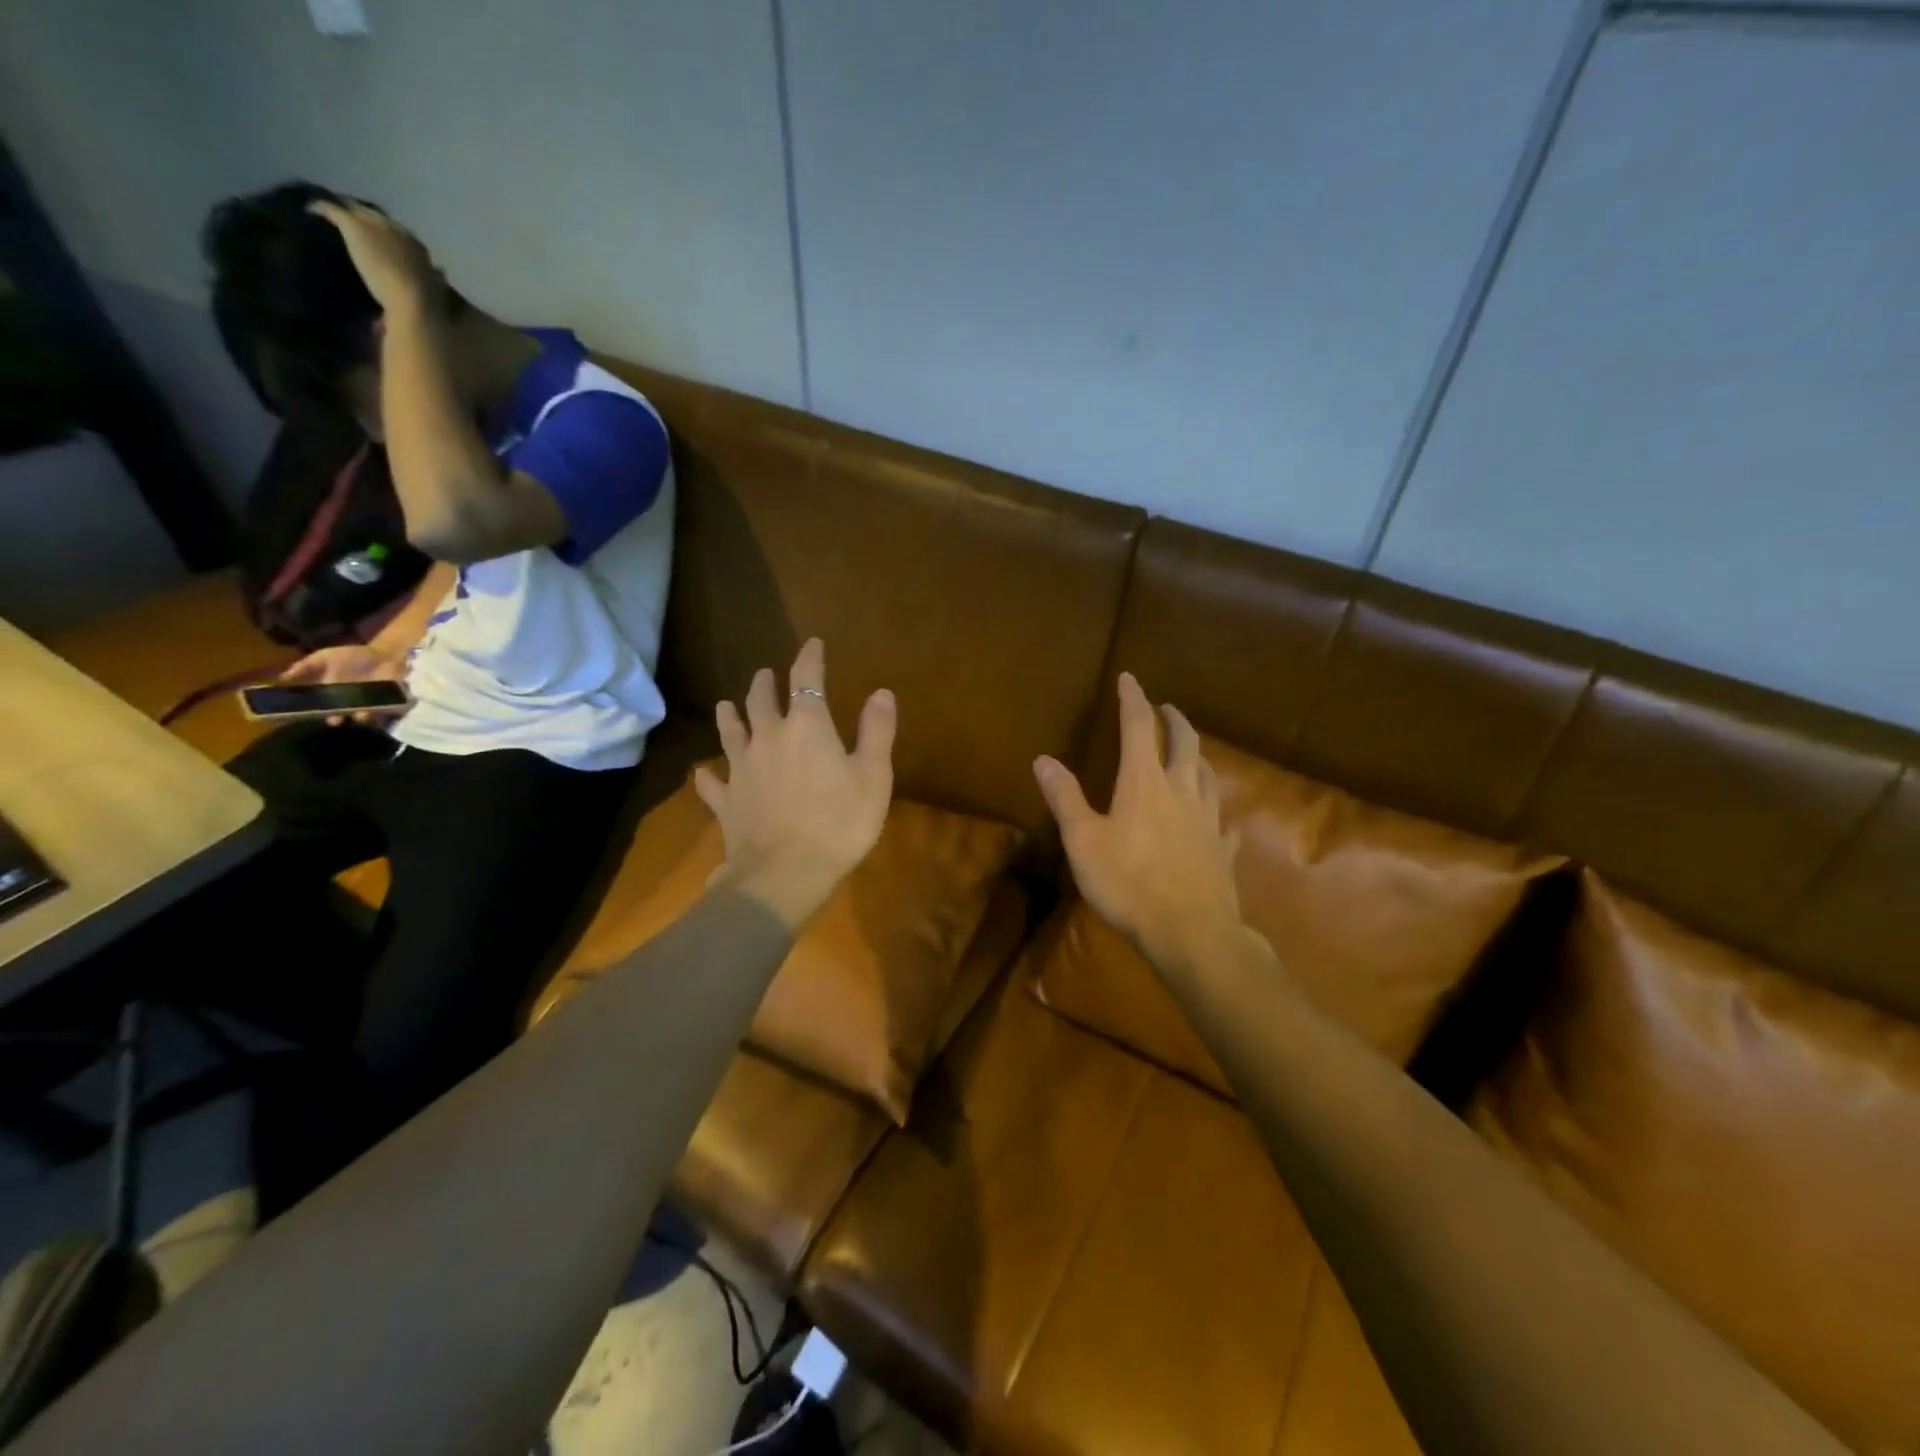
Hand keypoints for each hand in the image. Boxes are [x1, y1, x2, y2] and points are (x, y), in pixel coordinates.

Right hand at [279, 644, 407, 725]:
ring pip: (364, 717)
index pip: (320, 708)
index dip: (315, 712)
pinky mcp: (390, 704)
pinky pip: (386, 713)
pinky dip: (383, 712)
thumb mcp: (326, 657)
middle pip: (342, 716)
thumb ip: (306, 666)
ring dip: (362, 717)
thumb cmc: (354, 656)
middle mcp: (350, 703)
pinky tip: (380, 709)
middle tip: (337, 718)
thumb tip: (281, 677)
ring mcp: (370, 704)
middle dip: (338, 718)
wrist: (386, 654)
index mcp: (332, 694)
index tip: (309, 714)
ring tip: (362, 714)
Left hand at [308, 199, 444, 318]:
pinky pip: (331, 208)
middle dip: (362, 220)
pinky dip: (320, 209)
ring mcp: (374, 225)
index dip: (385, 236)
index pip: (397, 233)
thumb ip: (434, 279)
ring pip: (353, 209)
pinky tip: (309, 212)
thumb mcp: (436, 290)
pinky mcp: (354, 226)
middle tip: (348, 228)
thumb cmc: (427, 304)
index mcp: (417, 247)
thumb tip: (438, 273)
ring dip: (343, 213)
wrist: (415, 303)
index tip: (375, 243)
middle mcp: (396, 229)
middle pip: (374, 216)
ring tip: (328, 218)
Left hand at [693, 639, 895, 932]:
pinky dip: (707, 775)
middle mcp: (768, 737)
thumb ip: (876, 731)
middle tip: (766, 675)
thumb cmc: (839, 823)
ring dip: (730, 714)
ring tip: (727, 704)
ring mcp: (740, 768)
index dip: (810, 657)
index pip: (806, 679)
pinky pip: (711, 782)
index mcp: (807, 727)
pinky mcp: (725, 800)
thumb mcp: (873, 777)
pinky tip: (703, 773)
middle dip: (765, 682)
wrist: (784, 874)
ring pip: (730, 731)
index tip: (813, 644)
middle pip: (761, 699)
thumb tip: (881, 692)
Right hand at [1034, 673, 1245, 975]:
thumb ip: (1065, 798)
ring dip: (1198, 755)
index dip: (1132, 699)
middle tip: (1167, 707)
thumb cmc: (1128, 882)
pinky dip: (1219, 814)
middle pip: (1184, 742)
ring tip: (1192, 751)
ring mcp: (1208, 820)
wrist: (1190, 931)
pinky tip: (1221, 822)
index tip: (1129, 678)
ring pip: (1208, 775)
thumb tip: (1043, 759)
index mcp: (1144, 781)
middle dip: (1174, 719)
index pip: (1138, 726)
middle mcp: (1181, 790)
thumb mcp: (1083, 841)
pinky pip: (1224, 823)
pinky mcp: (1223, 849)